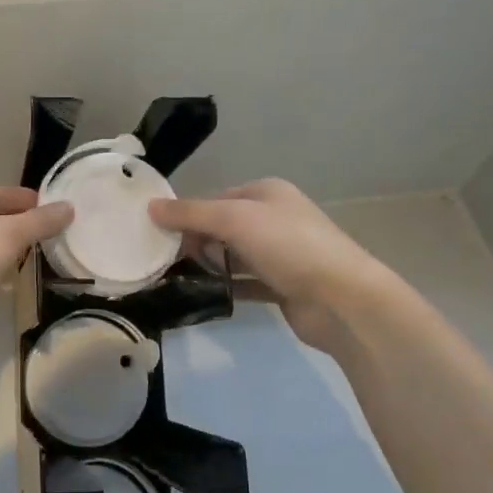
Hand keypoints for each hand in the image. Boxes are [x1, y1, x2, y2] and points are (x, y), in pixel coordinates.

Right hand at [150, 178, 394, 348]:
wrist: (342, 300)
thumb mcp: (234, 219)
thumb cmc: (288, 246)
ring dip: (209, 264)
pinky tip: (202, 294)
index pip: (217, 197)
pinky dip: (225, 285)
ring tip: (176, 276)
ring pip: (233, 255)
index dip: (188, 213)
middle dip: (196, 240)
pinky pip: (245, 282)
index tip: (159, 233)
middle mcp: (275, 219)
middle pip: (223, 226)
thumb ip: (190, 213)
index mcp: (267, 193)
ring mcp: (281, 254)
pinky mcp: (283, 287)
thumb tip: (150, 207)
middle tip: (166, 258)